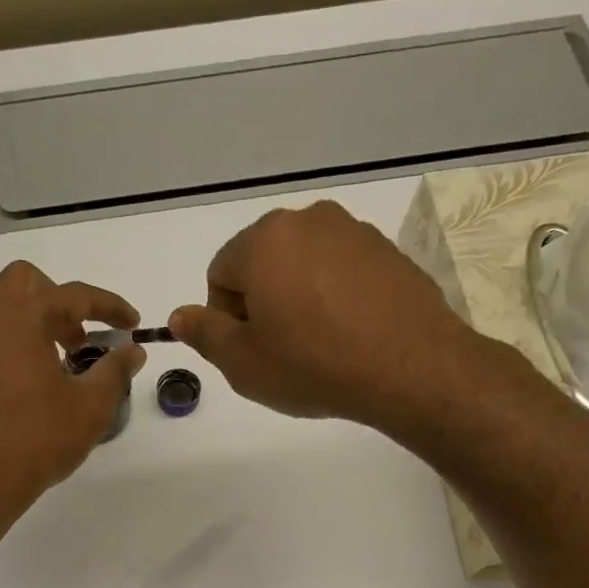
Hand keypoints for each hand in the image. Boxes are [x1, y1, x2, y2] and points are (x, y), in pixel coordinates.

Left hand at [0, 261, 145, 512]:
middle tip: (80, 340)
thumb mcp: (90, 407)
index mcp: (20, 317)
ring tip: (54, 363)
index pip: (72, 295)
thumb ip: (115, 371)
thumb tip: (132, 351)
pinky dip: (9, 346)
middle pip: (24, 282)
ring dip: (31, 321)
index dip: (109, 306)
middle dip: (59, 301)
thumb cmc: (37, 440)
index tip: (131, 324)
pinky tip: (25, 389)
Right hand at [169, 201, 483, 435]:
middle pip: (262, 263)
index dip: (226, 318)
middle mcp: (307, 220)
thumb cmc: (312, 365)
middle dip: (262, 303)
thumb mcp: (243, 363)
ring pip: (303, 266)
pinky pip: (341, 271)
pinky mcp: (386, 249)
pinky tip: (349, 334)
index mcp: (263, 241)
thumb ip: (204, 334)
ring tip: (319, 345)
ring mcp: (352, 231)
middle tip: (282, 350)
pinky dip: (335, 297)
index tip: (251, 350)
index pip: (220, 275)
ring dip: (298, 299)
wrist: (409, 367)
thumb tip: (179, 315)